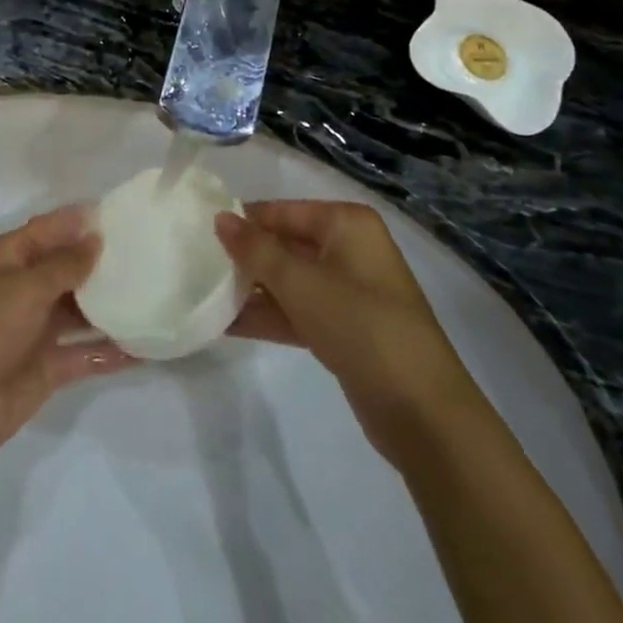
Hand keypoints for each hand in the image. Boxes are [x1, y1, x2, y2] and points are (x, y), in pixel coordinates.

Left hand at [0, 206, 134, 463]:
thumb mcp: (24, 288)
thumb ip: (64, 265)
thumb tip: (96, 239)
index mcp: (10, 259)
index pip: (50, 229)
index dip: (80, 220)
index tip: (120, 214)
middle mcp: (26, 287)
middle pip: (69, 267)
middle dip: (102, 262)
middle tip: (147, 252)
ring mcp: (39, 327)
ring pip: (81, 310)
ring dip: (110, 305)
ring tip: (154, 294)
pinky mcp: (49, 364)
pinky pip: (85, 351)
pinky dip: (111, 350)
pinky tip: (144, 346)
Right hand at [216, 201, 462, 461]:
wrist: (423, 411)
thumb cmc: (360, 325)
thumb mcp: (300, 283)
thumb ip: (255, 250)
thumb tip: (220, 218)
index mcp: (346, 224)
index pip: (283, 212)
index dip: (244, 222)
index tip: (201, 233)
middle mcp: (350, 249)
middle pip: (286, 244)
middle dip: (246, 258)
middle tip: (199, 265)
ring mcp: (350, 291)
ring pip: (291, 281)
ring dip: (253, 290)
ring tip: (205, 296)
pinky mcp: (347, 329)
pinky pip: (299, 311)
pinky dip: (270, 316)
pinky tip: (228, 325)